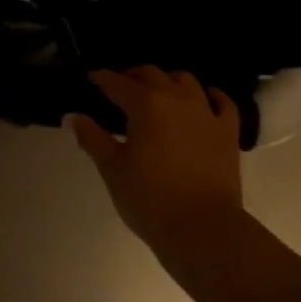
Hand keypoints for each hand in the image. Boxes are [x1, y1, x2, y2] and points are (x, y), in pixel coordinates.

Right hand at [69, 67, 245, 248]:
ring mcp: (207, 113)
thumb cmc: (149, 199)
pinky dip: (210, 95)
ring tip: (158, 92)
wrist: (201, 227)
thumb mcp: (112, 170)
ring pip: (187, 81)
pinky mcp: (228, 131)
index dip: (103, 79)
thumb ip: (92, 138)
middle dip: (133, 76)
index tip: (92, 78)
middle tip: (121, 87)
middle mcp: (177, 99)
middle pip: (152, 74)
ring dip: (168, 80)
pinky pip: (222, 102)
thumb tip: (72, 117)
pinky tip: (205, 98)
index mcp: (146, 105)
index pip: (118, 83)